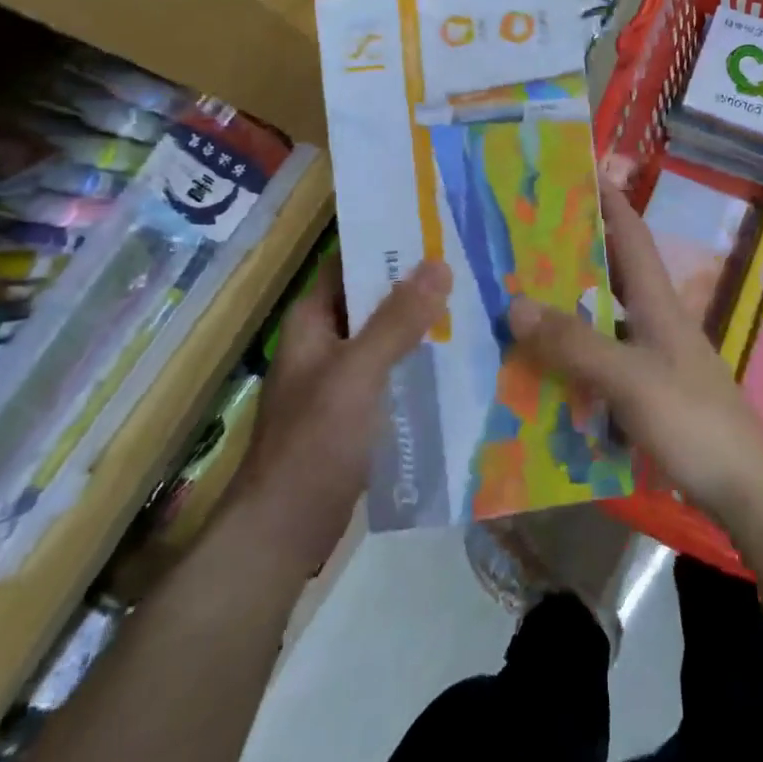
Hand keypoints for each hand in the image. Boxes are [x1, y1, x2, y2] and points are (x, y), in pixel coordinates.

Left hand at [236, 257, 451, 572]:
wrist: (283, 532)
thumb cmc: (314, 443)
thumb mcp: (357, 374)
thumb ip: (396, 321)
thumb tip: (439, 264)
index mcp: (313, 321)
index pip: (352, 263)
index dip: (391, 244)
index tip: (440, 229)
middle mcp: (325, 341)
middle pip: (375, 299)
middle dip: (418, 284)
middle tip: (473, 264)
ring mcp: (341, 377)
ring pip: (387, 336)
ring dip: (424, 323)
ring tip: (478, 303)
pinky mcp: (358, 410)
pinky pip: (394, 372)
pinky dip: (421, 361)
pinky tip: (461, 359)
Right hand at [505, 180, 762, 529]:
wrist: (746, 488)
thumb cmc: (694, 421)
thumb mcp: (630, 378)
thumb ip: (575, 343)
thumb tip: (514, 303)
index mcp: (656, 302)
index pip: (631, 234)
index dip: (607, 200)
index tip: (574, 172)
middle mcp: (654, 321)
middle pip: (610, 273)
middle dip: (572, 252)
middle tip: (519, 240)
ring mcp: (652, 359)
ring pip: (601, 320)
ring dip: (565, 309)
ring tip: (514, 300)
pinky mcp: (647, 394)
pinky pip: (600, 363)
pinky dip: (572, 359)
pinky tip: (538, 370)